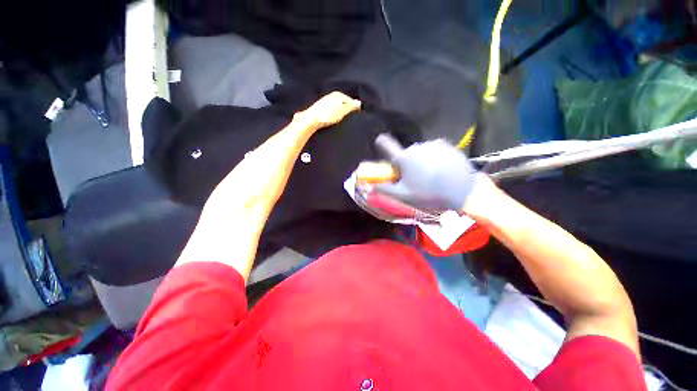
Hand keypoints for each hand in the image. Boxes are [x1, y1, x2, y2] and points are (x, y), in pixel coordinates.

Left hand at [301, 91, 361, 128]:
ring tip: (343, 120)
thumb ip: (351, 106)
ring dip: (341, 112)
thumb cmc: (328, 115)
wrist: (311, 119)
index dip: (354, 107)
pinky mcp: (321, 108)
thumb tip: (359, 103)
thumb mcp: (343, 111)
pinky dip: (335, 114)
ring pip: (337, 106)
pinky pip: (332, 110)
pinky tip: (334, 119)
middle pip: (343, 102)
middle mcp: (332, 95)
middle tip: (351, 118)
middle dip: (347, 109)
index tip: (357, 115)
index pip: (350, 100)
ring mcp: (325, 101)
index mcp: (338, 94)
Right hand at [373, 140, 487, 210]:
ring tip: (431, 175)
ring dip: (422, 160)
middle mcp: (416, 147)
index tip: (380, 141)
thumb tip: (372, 186)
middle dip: (408, 163)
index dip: (382, 143)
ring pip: (421, 152)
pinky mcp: (447, 145)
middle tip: (415, 177)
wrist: (463, 191)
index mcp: (404, 158)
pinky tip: (442, 170)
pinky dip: (435, 158)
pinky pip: (435, 150)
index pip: (387, 145)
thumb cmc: (429, 194)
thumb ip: (386, 189)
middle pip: (406, 153)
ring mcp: (433, 144)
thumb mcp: (404, 195)